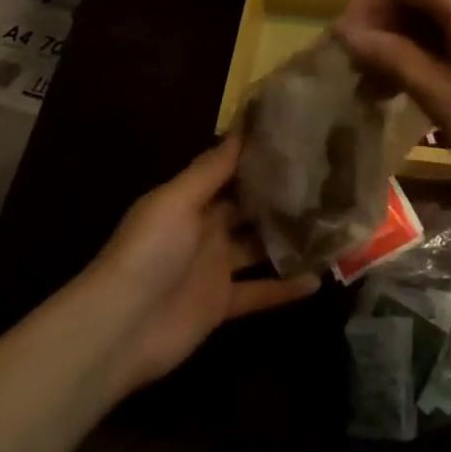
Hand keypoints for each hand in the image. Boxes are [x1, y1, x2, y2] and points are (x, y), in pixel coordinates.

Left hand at [87, 137, 319, 388]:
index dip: (259, 156)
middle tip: (327, 178)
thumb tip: (244, 123)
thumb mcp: (177, 199)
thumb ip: (213, 167)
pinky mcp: (223, 304)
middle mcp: (206, 229)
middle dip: (280, 195)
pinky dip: (286, 288)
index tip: (298, 137)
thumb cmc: (149, 251)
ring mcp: (215, 268)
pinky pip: (260, 292)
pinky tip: (319, 278)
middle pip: (249, 208)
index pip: (230, 171)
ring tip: (332, 222)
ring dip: (289, 238)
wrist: (118, 328)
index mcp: (192, 200)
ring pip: (260, 247)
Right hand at [335, 0, 450, 216]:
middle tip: (358, 68)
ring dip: (399, 38)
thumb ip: (391, 55)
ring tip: (375, 84)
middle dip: (381, 20)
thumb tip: (346, 34)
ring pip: (433, 9)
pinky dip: (425, 47)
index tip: (348, 42)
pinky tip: (405, 83)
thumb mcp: (439, 95)